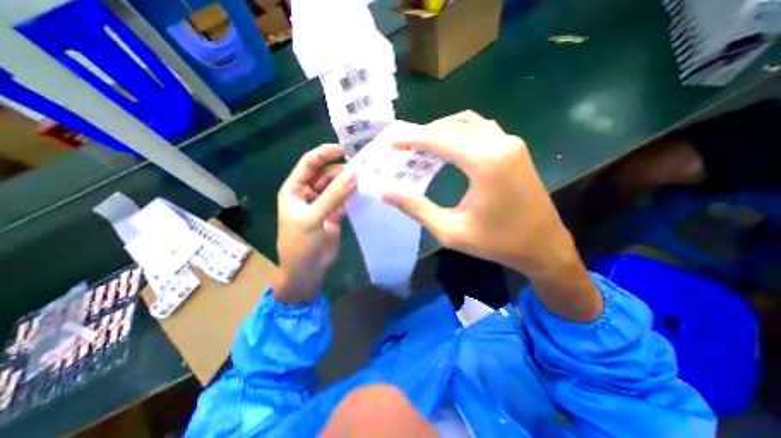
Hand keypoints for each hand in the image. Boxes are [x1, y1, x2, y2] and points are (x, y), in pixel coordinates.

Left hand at [274, 144, 355, 304]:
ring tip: (366, 179)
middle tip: (361, 169)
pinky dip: (353, 196)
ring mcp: (323, 204)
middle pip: (325, 175)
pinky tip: (364, 193)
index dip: (323, 154)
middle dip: (341, 171)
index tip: (342, 149)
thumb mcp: (313, 217)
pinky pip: (344, 200)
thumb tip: (354, 173)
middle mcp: (308, 194)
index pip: (308, 164)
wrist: (307, 271)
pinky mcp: (334, 215)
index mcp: (294, 190)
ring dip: (349, 183)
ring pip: (336, 187)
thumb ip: (334, 195)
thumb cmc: (300, 243)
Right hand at [384, 109, 602, 320]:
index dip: (412, 138)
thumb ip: (416, 208)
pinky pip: (481, 129)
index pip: (440, 140)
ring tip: (420, 142)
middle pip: (453, 126)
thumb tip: (386, 192)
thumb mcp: (450, 231)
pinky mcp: (514, 149)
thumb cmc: (496, 243)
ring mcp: (511, 143)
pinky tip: (448, 144)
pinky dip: (459, 131)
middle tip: (401, 141)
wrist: (543, 246)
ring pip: (468, 123)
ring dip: (441, 129)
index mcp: (485, 163)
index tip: (390, 138)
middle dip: (423, 131)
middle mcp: (500, 144)